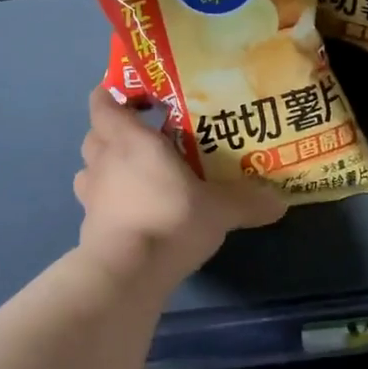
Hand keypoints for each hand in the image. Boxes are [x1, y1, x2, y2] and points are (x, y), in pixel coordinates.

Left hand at [74, 89, 285, 276]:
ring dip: (106, 165)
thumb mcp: (220, 210)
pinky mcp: (88, 226)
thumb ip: (247, 202)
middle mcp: (104, 160)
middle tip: (146, 136)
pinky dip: (108, 200)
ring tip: (135, 173)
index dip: (113, 95)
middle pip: (95, 134)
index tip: (138, 98)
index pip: (103, 104)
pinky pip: (94, 201)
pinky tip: (133, 210)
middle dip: (114, 131)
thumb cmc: (170, 219)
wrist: (127, 273)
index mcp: (130, 140)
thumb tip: (279, 202)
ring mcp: (92, 195)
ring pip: (90, 167)